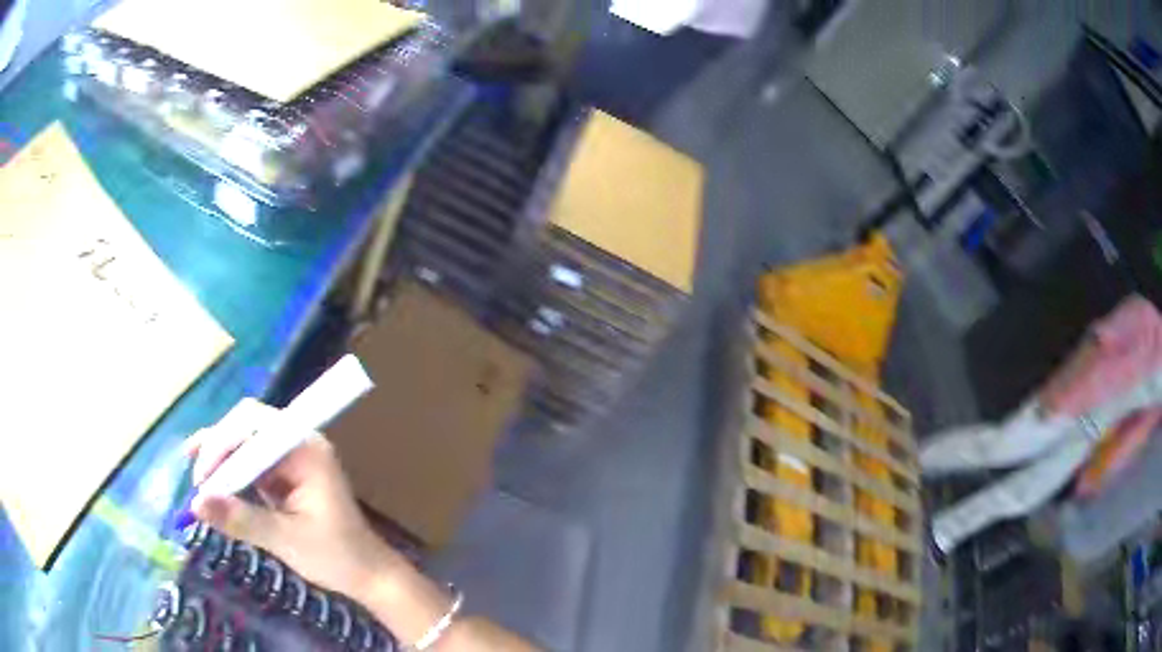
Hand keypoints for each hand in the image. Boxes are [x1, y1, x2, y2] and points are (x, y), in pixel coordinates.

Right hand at [183, 399, 402, 599]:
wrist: (370, 576)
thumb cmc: (336, 556)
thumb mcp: (285, 539)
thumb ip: (241, 518)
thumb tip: (195, 503)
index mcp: (305, 448)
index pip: (252, 424)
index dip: (220, 443)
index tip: (201, 477)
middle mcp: (299, 444)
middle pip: (246, 428)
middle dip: (217, 448)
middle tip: (195, 477)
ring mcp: (294, 458)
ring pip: (247, 445)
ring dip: (222, 461)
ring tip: (199, 482)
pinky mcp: (289, 475)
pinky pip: (254, 465)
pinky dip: (235, 475)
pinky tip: (218, 489)